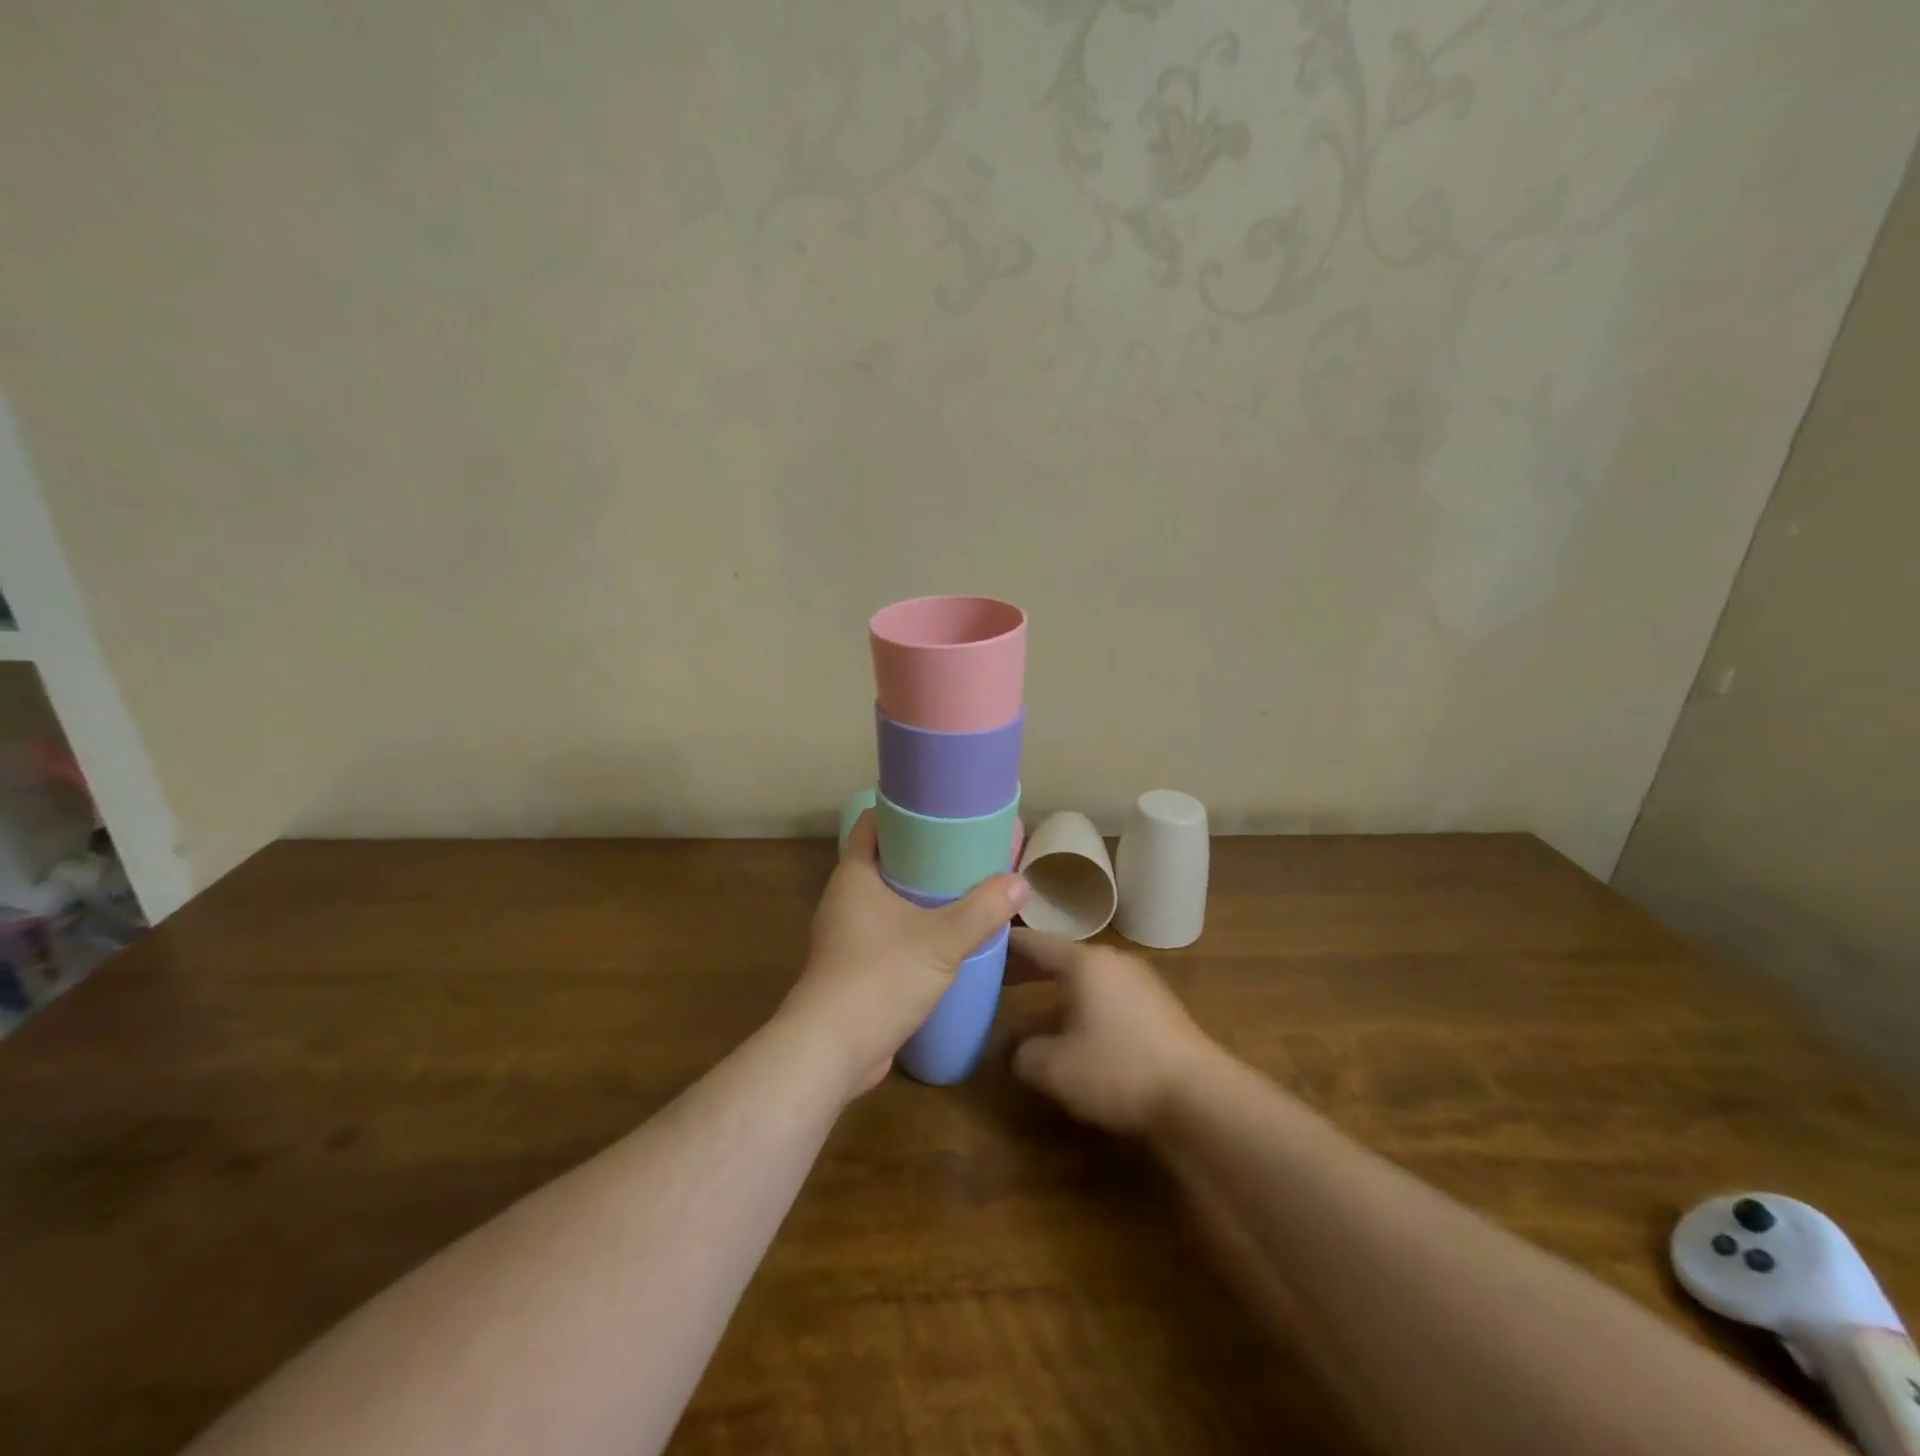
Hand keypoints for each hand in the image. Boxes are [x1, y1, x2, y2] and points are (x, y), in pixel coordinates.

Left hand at [782, 811, 1026, 1097]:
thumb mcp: (942, 940)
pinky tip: (943, 935)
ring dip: (918, 893)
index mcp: (854, 876)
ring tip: (960, 888)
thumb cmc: (881, 977)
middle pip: (884, 859)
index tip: (939, 808)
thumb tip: (1020, 882)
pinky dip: (911, 926)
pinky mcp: (853, 966)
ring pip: (886, 899)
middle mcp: (844, 898)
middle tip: (963, 848)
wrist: (833, 1050)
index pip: (873, 823)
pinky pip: (886, 931)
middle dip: (921, 853)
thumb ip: (983, 910)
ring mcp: (846, 934)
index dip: (903, 810)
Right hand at [1008, 929, 1219, 1134]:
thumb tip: (1013, 1048)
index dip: (1004, 945)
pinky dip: (1082, 998)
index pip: (1034, 942)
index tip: (980, 945)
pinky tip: (1074, 1023)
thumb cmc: (1118, 1070)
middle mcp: (1112, 960)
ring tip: (1030, 999)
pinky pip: (1107, 991)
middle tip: (996, 975)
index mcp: (1084, 962)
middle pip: (1060, 955)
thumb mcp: (1055, 1068)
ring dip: (1056, 984)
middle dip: (1028, 966)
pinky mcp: (1157, 1004)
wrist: (1199, 1096)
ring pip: (1086, 974)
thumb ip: (1022, 1053)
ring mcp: (1139, 979)